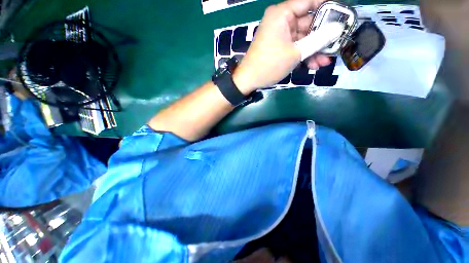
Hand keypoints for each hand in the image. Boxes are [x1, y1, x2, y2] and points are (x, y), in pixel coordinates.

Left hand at [233, 0, 330, 93]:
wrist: (249, 80)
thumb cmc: (269, 65)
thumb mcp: (295, 53)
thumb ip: (318, 40)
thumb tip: (338, 28)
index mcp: (282, 14)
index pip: (309, 1)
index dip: (327, 7)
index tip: (342, 15)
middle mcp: (281, 21)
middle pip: (308, 22)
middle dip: (322, 36)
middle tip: (337, 44)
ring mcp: (280, 35)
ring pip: (303, 38)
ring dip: (314, 50)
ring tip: (325, 61)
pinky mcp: (279, 47)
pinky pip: (295, 47)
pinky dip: (304, 55)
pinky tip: (314, 65)